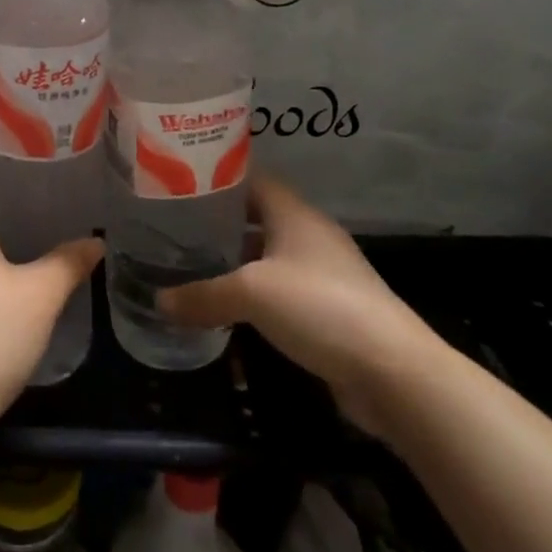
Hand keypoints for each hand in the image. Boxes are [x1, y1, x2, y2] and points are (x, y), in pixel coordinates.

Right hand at [158, 174, 442, 434]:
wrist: (394, 373)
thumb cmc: (320, 307)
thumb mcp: (250, 294)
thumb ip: (202, 294)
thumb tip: (158, 301)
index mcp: (294, 214)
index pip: (250, 179)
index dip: (215, 179)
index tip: (177, 186)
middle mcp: (309, 236)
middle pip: (256, 219)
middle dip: (217, 225)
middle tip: (173, 230)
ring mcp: (322, 274)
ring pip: (266, 258)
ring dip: (233, 264)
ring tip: (189, 267)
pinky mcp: (328, 311)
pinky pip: (279, 293)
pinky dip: (252, 297)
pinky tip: (224, 309)